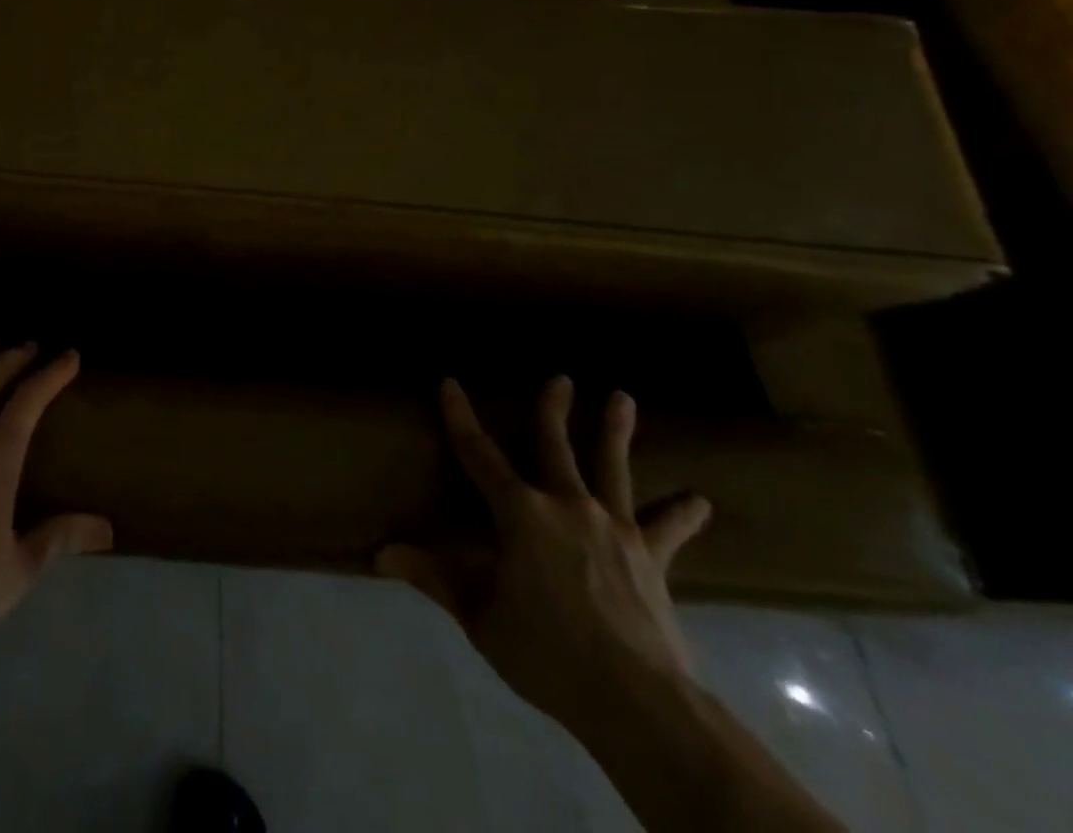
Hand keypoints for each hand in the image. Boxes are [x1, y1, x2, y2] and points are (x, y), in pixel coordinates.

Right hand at [378, 378, 711, 734]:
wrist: (638, 702)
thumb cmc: (547, 652)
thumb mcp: (480, 616)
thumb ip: (434, 577)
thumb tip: (379, 555)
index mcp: (519, 512)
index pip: (479, 453)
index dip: (461, 417)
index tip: (450, 383)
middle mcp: (566, 504)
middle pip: (555, 445)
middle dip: (552, 408)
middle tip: (561, 377)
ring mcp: (613, 527)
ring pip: (612, 468)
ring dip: (615, 431)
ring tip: (623, 397)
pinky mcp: (650, 558)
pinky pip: (666, 529)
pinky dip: (682, 515)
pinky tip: (700, 501)